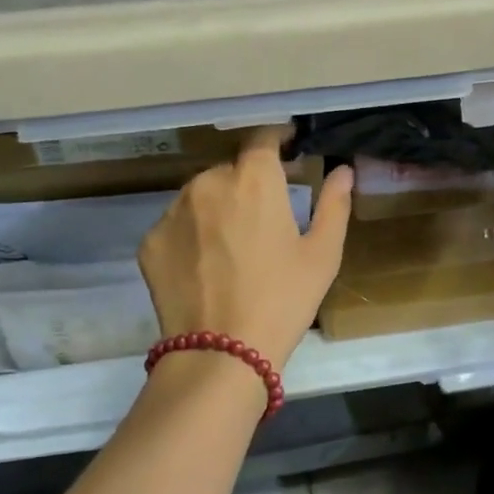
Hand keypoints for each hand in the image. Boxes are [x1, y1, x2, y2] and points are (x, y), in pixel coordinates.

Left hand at [138, 127, 353, 368]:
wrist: (220, 353)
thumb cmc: (283, 301)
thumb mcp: (322, 255)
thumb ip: (334, 205)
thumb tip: (342, 170)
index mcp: (253, 180)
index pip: (262, 139)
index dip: (276, 139)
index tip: (287, 147)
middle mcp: (207, 183)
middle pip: (229, 171)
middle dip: (247, 185)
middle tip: (263, 219)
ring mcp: (172, 212)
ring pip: (199, 197)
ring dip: (216, 209)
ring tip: (231, 248)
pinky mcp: (150, 242)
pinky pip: (176, 227)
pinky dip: (191, 237)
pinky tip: (205, 269)